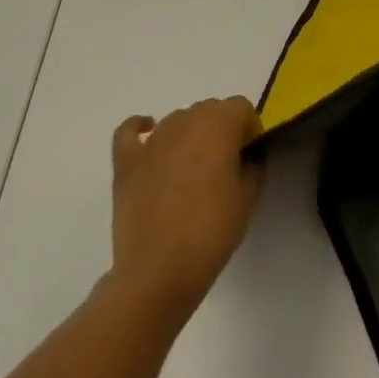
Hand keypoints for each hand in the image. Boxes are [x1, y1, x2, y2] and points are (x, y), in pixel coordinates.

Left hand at [110, 98, 264, 323]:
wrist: (159, 270)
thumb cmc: (212, 231)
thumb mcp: (249, 197)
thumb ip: (253, 165)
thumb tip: (246, 156)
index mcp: (218, 125)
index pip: (241, 107)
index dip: (249, 128)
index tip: (249, 155)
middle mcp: (183, 122)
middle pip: (209, 109)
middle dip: (221, 128)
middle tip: (225, 164)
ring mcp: (151, 141)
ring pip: (177, 119)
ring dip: (190, 133)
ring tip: (192, 167)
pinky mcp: (126, 162)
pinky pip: (129, 131)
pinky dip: (140, 129)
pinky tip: (148, 137)